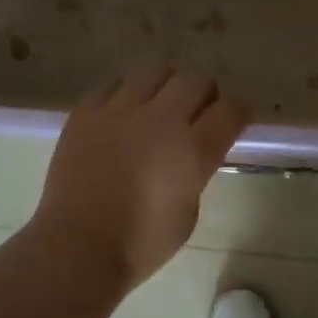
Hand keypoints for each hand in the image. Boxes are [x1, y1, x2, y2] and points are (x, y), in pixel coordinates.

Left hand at [32, 65, 250, 290]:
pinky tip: (124, 114)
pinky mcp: (86, 112)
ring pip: (155, 71)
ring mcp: (119, 111)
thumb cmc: (142, 243)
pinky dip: (127, 93)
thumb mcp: (189, 210)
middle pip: (196, 80)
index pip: (231, 109)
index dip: (239, 110)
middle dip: (205, 92)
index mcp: (193, 150)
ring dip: (167, 85)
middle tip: (199, 111)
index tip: (236, 118)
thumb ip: (196, 171)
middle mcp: (160, 120)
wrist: (78, 247)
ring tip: (159, 105)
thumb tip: (191, 152)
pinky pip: (114, 84)